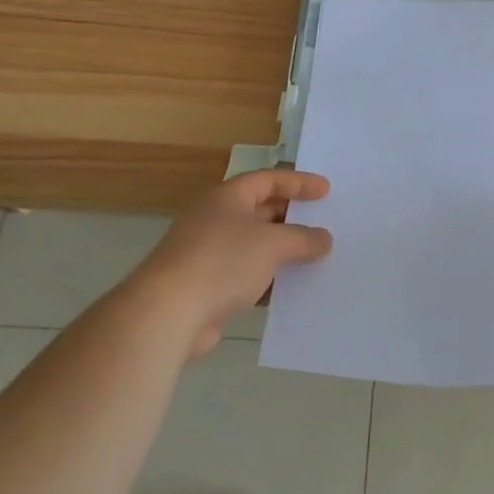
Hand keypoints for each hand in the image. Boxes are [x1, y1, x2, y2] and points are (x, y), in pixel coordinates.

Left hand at [130, 170, 332, 357]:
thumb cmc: (222, 262)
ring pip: (254, 245)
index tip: (327, 191)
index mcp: (227, 197)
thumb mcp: (272, 244)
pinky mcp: (206, 286)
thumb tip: (324, 238)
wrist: (167, 313)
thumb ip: (302, 238)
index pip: (268, 179)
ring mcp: (208, 253)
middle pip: (261, 210)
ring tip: (315, 257)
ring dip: (282, 251)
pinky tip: (290, 290)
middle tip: (324, 223)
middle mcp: (216, 219)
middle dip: (292, 217)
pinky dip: (268, 279)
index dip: (298, 182)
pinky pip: (246, 275)